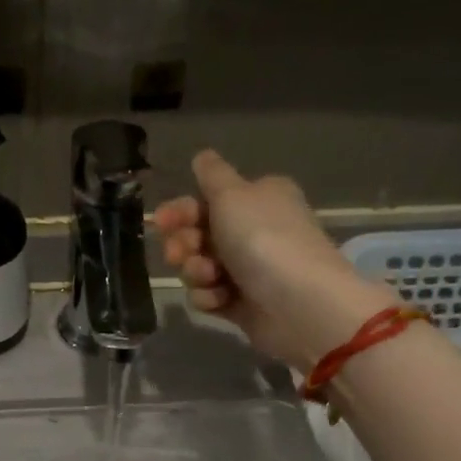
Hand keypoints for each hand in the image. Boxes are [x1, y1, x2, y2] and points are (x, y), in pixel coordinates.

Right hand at [157, 150, 390, 368]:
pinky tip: (220, 299)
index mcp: (258, 199)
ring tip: (209, 277)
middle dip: (184, 244)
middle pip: (200, 234)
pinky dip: (210, 297)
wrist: (299, 303)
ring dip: (195, 271)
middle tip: (179, 252)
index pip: (208, 200)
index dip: (181, 210)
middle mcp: (255, 231)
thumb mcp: (233, 194)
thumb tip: (202, 156)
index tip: (161, 221)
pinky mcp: (244, 304)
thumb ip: (212, 175)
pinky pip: (211, 296)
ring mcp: (249, 270)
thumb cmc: (263, 239)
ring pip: (200, 267)